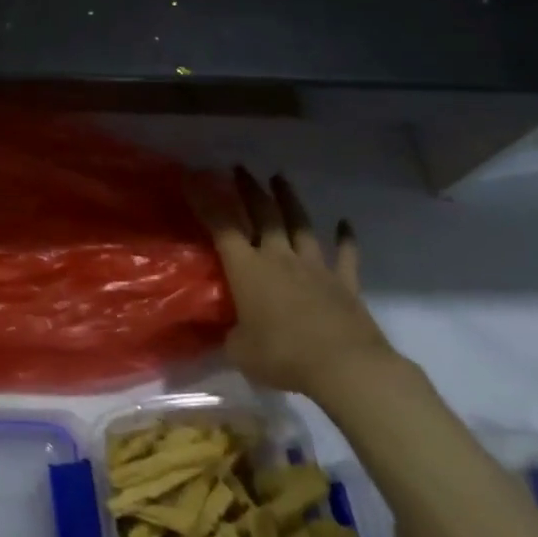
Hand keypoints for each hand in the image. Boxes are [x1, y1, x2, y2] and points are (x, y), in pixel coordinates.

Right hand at [189, 167, 396, 400]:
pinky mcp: (344, 284)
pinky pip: (346, 256)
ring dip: (289, 199)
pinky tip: (346, 223)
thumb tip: (227, 331)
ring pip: (300, 224)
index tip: (191, 177)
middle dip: (249, 188)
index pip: (221, 225)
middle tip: (240, 168)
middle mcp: (279, 257)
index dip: (204, 199)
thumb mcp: (239, 350)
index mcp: (247, 268)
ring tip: (279, 178)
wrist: (345, 367)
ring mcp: (315, 267)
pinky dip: (346, 238)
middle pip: (263, 213)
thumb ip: (230, 334)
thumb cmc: (282, 356)